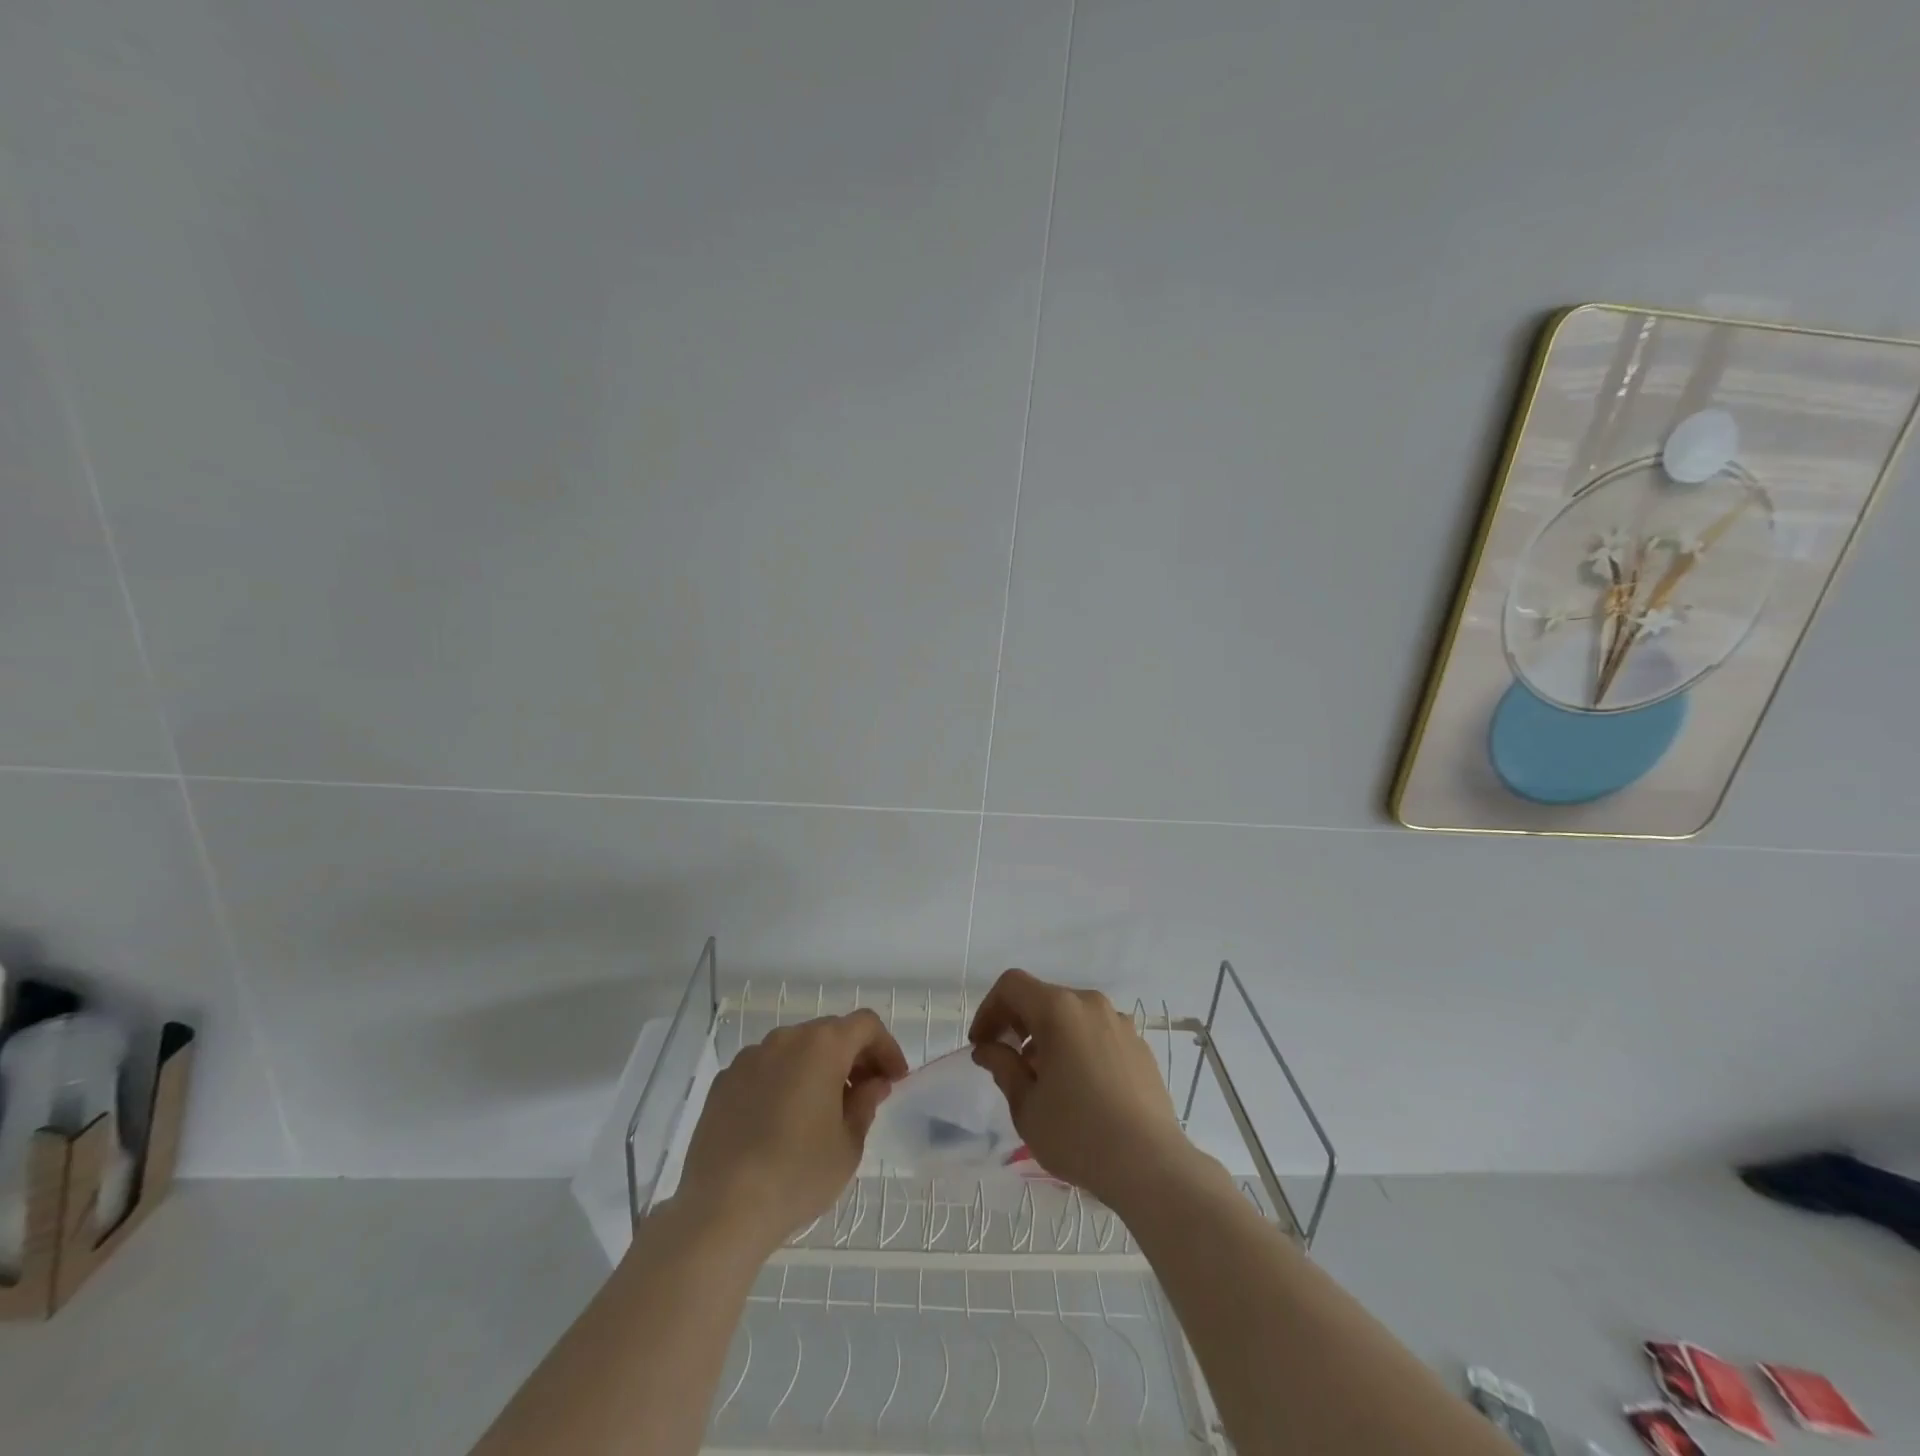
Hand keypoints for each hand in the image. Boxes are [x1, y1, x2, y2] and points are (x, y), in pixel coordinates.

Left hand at [673, 1011, 908, 1254]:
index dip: (886, 1047)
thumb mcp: (848, 1145)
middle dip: (853, 1057)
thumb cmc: (797, 1173)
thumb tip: (872, 1084)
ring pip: (795, 1049)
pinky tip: (782, 1122)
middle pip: (830, 1032)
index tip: (894, 1080)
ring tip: (822, 1110)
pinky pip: (765, 1069)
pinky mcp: (724, 1082)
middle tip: (865, 1094)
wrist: (721, 1208)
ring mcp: (750, 1058)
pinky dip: (783, 1082)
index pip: (866, 1025)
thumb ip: (865, 1104)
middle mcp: (785, 1039)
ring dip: (817, 1068)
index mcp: (822, 1046)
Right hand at [969, 969, 1207, 1214]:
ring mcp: (1120, 1023)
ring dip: (1048, 1036)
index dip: (989, 1009)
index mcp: (1059, 1009)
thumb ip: (1003, 1067)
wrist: (1151, 1166)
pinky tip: (1078, 1087)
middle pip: (1043, 997)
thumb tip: (988, 1048)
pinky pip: (1097, 1033)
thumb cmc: (1078, 1134)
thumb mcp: (1026, 1106)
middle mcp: (1090, 1004)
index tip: (981, 1045)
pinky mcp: (1139, 1045)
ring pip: (1071, 1016)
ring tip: (1043, 1079)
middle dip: (1018, 1024)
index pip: (1012, 986)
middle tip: (1007, 1062)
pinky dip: (1077, 1046)